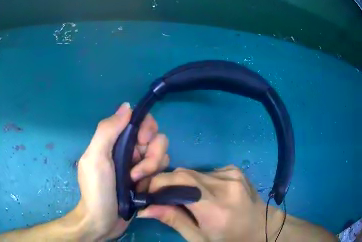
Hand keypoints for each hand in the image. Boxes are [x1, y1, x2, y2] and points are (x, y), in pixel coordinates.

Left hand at [76, 102, 169, 239]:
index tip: (142, 142)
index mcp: (116, 141)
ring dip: (152, 168)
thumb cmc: (97, 190)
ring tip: (137, 182)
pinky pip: (163, 170)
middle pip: (156, 138)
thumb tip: (126, 106)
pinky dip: (155, 177)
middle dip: (151, 154)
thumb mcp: (96, 158)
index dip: (147, 129)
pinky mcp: (148, 179)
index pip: (141, 122)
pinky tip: (143, 188)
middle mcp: (130, 150)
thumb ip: (108, 130)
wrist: (102, 222)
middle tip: (137, 171)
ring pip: (162, 154)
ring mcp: (140, 165)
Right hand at [137, 166, 336, 241]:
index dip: (157, 183)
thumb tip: (146, 209)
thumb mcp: (199, 238)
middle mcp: (225, 184)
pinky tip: (205, 195)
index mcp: (216, 207)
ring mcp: (232, 174)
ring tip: (186, 200)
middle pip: (185, 174)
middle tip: (159, 197)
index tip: (145, 191)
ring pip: (195, 172)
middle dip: (167, 183)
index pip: (180, 183)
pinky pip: (208, 172)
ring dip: (184, 184)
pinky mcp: (235, 170)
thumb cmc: (229, 240)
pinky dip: (199, 181)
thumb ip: (174, 220)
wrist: (260, 228)